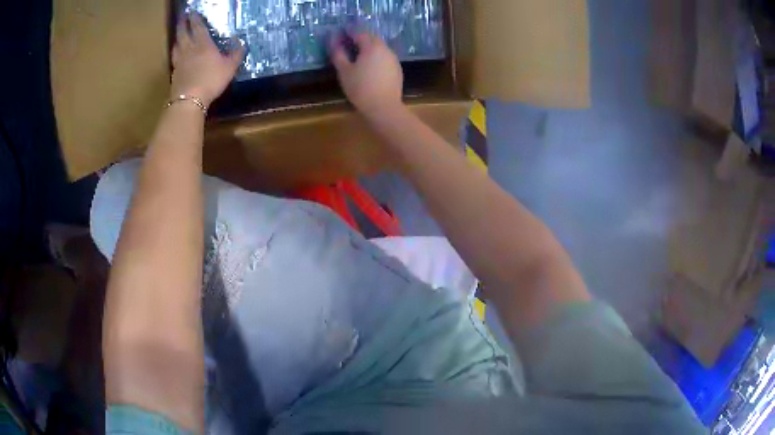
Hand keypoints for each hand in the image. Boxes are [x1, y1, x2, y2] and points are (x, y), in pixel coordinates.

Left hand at [171, 12, 244, 106]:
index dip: (195, 18)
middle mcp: (189, 49)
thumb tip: (241, 44)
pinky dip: (176, 52)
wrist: (190, 100)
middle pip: (183, 33)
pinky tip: (177, 54)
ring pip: (177, 45)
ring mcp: (180, 61)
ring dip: (177, 37)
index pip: (198, 27)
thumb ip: (236, 54)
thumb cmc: (211, 80)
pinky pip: (174, 58)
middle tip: (182, 17)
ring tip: (179, 33)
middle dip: (182, 24)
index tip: (192, 12)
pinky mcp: (175, 72)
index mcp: (203, 45)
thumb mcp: (230, 67)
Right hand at [330, 33, 403, 118]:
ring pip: (379, 47)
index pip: (360, 33)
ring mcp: (393, 59)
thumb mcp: (344, 71)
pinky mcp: (397, 69)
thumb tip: (333, 40)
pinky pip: (384, 57)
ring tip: (357, 54)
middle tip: (348, 42)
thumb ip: (338, 53)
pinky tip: (369, 66)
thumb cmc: (361, 88)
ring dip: (368, 47)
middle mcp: (385, 49)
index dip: (349, 31)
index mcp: (372, 46)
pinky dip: (376, 57)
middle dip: (360, 38)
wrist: (384, 106)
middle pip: (372, 38)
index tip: (340, 33)